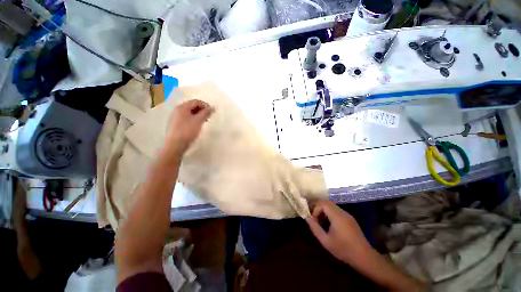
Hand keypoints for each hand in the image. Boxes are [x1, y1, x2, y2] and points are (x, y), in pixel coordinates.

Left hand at [162, 99, 213, 159]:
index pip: (196, 101)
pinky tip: (198, 125)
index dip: (205, 105)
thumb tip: (212, 107)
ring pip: (191, 113)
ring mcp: (177, 117)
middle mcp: (178, 110)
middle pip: (193, 106)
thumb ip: (206, 113)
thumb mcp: (198, 120)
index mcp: (182, 107)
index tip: (212, 112)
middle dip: (202, 110)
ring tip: (205, 121)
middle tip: (209, 117)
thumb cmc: (187, 131)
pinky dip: (195, 119)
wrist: (176, 145)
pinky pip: (188, 118)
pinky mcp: (178, 124)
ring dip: (199, 115)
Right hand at [306, 200, 371, 265]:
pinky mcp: (350, 219)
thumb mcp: (326, 241)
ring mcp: (347, 215)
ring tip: (322, 223)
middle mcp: (342, 212)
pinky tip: (330, 226)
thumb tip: (307, 218)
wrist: (364, 257)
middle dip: (319, 209)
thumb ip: (315, 228)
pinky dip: (330, 214)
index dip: (315, 209)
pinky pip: (337, 211)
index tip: (314, 220)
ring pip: (332, 206)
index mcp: (337, 216)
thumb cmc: (343, 249)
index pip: (323, 203)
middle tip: (316, 219)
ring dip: (324, 211)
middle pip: (327, 203)